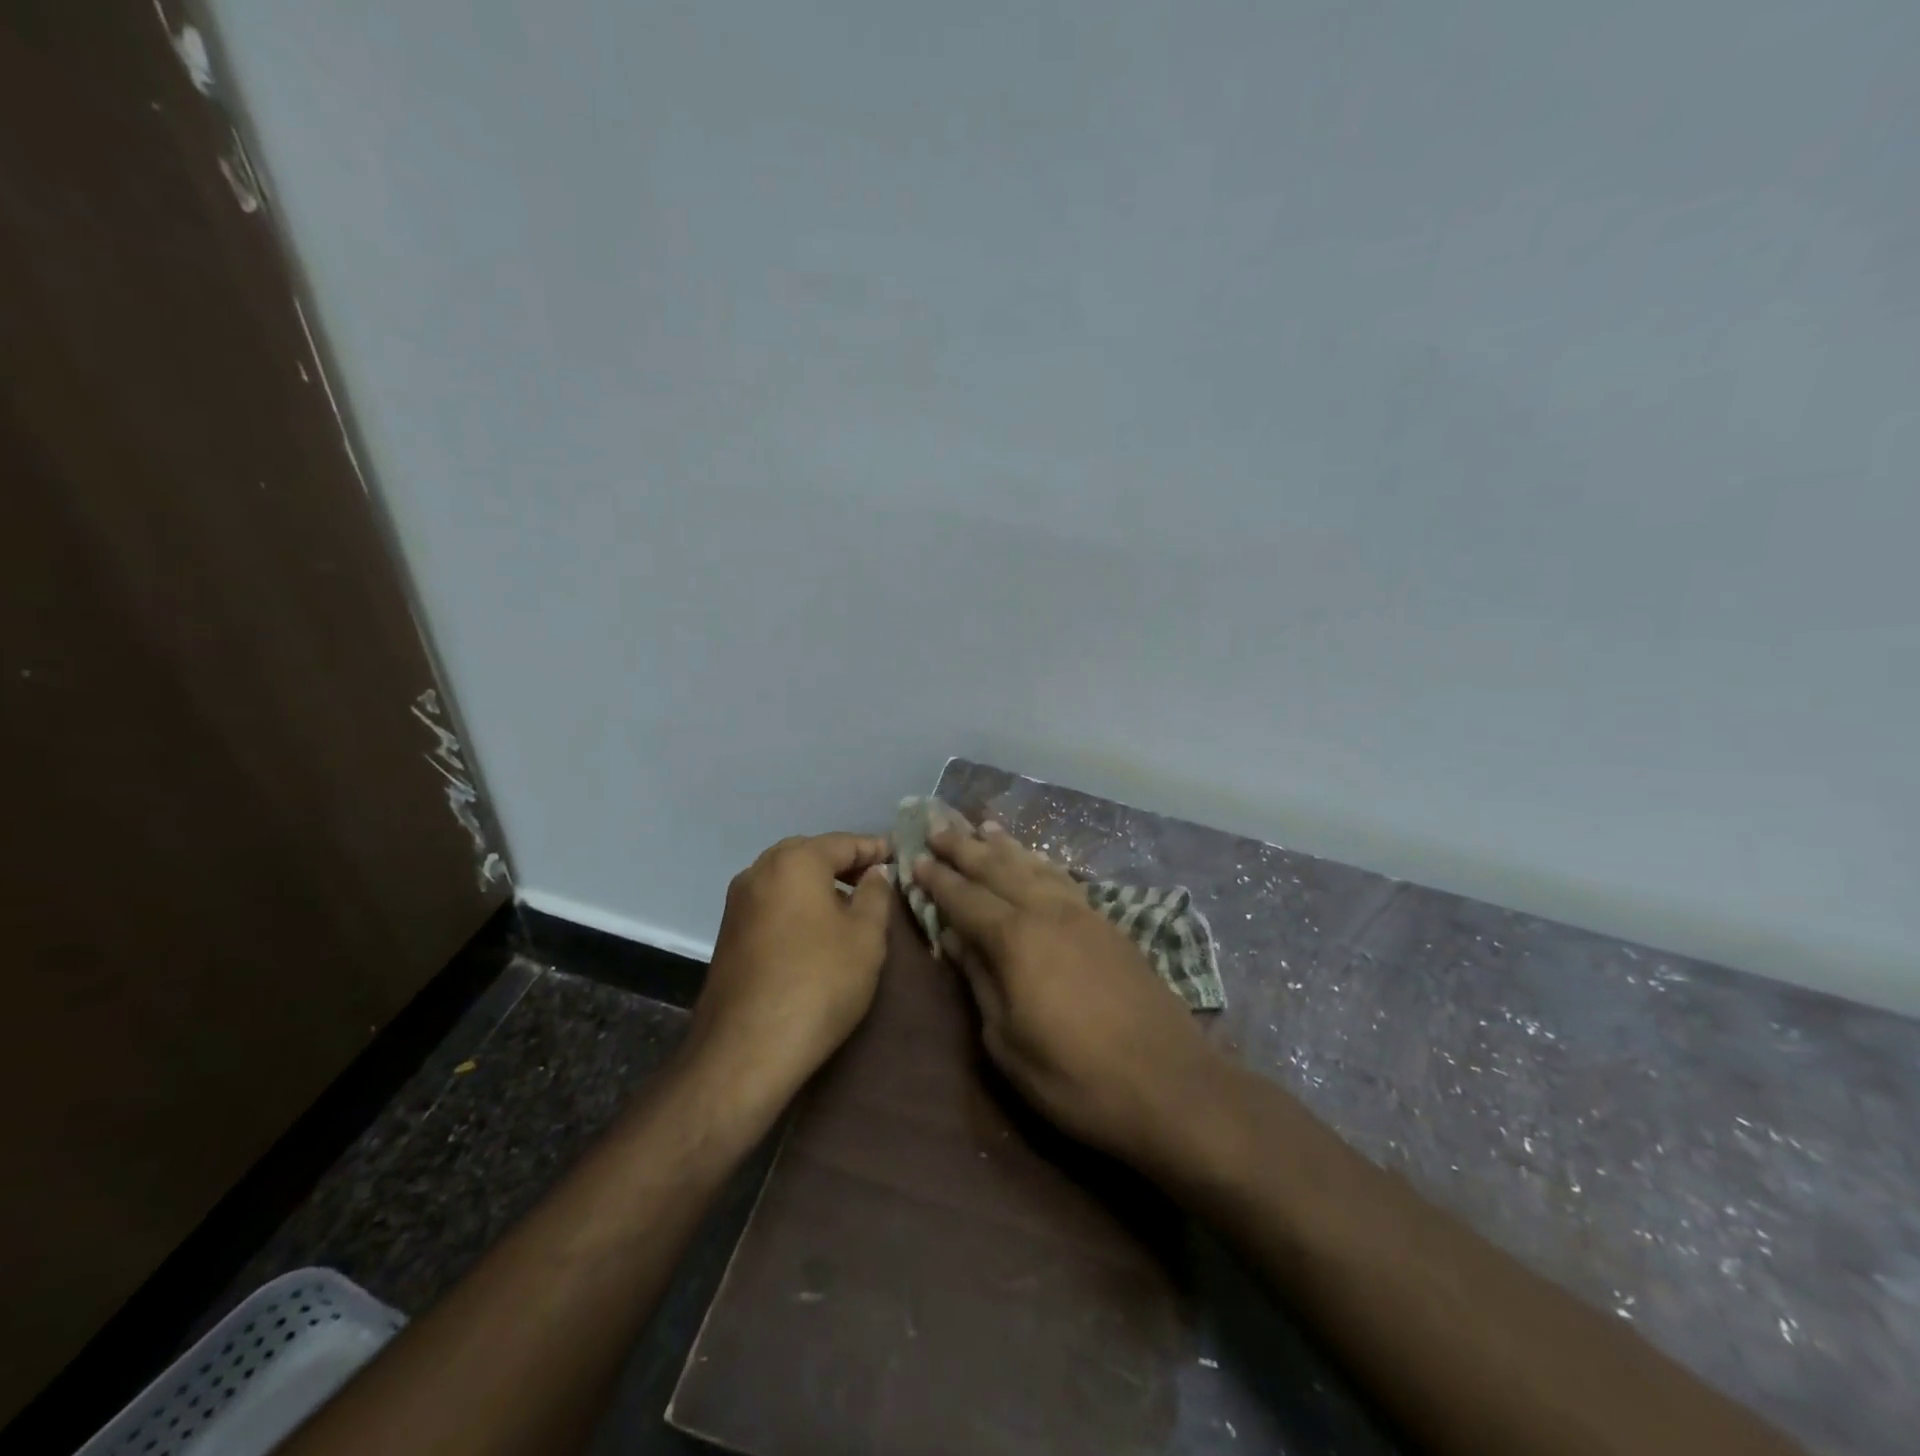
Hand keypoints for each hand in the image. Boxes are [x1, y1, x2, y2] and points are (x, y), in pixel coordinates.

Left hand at [689, 832, 893, 1105]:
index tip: (900, 856)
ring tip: (851, 904)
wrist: (747, 1048)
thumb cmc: (819, 982)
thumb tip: (875, 873)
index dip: (875, 849)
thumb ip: (876, 894)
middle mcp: (759, 870)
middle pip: (811, 854)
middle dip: (844, 863)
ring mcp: (738, 902)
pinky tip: (817, 928)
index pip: (844, 842)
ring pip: (788, 878)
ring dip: (819, 884)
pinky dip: (798, 903)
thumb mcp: (866, 936)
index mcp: (795, 861)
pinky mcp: (728, 932)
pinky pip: (772, 902)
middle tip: (876, 879)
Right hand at [910, 823, 1226, 1176]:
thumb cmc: (1075, 1078)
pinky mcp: (1109, 925)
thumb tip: (956, 939)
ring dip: (1005, 847)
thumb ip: (980, 982)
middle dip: (965, 848)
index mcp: (1016, 940)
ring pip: (1034, 867)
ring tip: (983, 827)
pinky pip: (1063, 879)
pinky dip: (1041, 863)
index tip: (915, 859)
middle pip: (998, 870)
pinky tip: (1035, 860)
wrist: (1169, 1086)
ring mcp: (1083, 914)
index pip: (966, 899)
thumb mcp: (1007, 1043)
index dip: (938, 880)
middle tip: (939, 827)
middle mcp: (1047, 912)